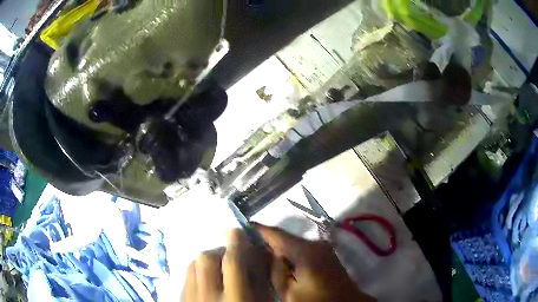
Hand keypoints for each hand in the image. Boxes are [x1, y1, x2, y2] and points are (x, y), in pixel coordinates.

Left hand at [181, 229, 274, 301]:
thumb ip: (260, 284)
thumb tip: (259, 257)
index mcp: (235, 300)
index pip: (233, 262)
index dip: (236, 242)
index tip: (238, 232)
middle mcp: (207, 297)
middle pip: (206, 258)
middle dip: (220, 250)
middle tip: (231, 255)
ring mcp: (189, 299)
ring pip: (192, 265)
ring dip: (207, 260)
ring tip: (219, 267)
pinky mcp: (180, 300)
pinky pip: (185, 276)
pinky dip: (196, 271)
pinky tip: (206, 280)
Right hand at [255, 224, 375, 301]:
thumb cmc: (316, 300)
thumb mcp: (289, 291)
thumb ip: (275, 271)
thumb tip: (266, 253)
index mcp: (306, 251)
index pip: (276, 234)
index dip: (258, 229)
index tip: (242, 227)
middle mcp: (315, 243)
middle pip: (285, 238)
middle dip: (267, 242)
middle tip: (248, 247)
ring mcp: (323, 248)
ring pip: (293, 244)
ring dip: (279, 249)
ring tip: (261, 256)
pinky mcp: (326, 254)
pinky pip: (302, 249)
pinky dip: (290, 254)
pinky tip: (281, 263)